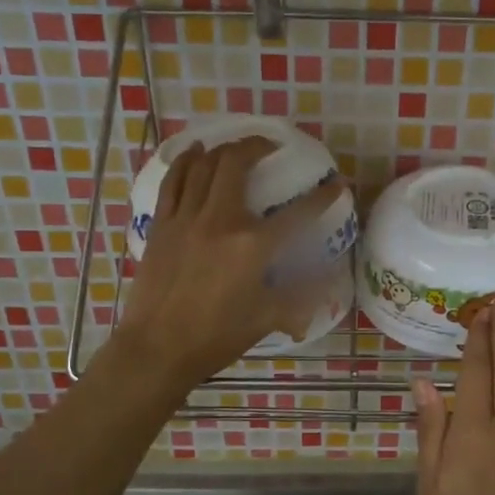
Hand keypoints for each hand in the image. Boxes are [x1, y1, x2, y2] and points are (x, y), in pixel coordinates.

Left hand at [119, 138, 340, 383]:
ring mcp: (186, 219)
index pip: (299, 213)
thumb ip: (300, 298)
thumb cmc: (216, 337)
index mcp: (254, 246)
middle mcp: (221, 221)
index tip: (337, 184)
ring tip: (235, 147)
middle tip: (270, 146)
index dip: (323, 196)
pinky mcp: (161, 226)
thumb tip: (326, 287)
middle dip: (257, 146)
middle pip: (237, 164)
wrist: (158, 349)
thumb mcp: (267, 319)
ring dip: (222, 149)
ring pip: (203, 166)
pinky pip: (173, 182)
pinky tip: (194, 153)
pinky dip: (185, 162)